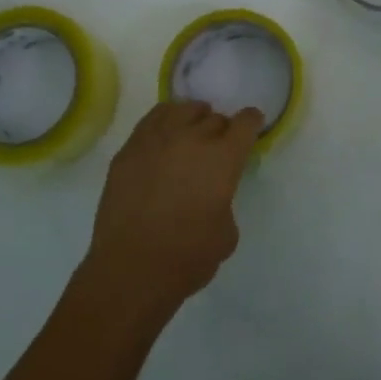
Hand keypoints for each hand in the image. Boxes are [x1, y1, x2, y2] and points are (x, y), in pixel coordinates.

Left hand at [84, 100, 263, 315]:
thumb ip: (225, 202)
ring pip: (182, 110)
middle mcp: (192, 139)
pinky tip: (164, 135)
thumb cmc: (187, 257)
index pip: (245, 123)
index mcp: (223, 158)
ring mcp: (156, 140)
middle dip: (221, 129)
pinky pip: (152, 120)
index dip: (251, 121)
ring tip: (191, 129)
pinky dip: (164, 122)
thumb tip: (212, 196)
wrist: (130, 269)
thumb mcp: (227, 234)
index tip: (252, 124)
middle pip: (214, 118)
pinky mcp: (129, 150)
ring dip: (193, 117)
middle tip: (218, 145)